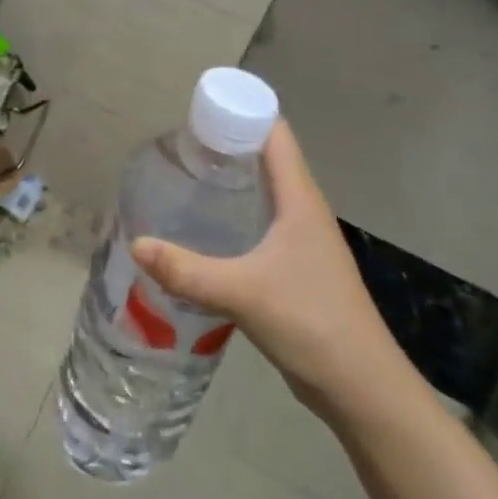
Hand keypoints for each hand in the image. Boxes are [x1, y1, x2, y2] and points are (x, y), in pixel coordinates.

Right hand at [131, 119, 406, 419]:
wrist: (362, 389)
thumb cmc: (312, 323)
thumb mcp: (243, 293)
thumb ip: (187, 270)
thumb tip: (135, 244)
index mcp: (300, 200)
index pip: (274, 134)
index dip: (241, 112)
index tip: (197, 109)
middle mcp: (303, 211)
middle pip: (265, 158)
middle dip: (224, 145)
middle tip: (177, 144)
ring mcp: (301, 241)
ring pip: (262, 193)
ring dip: (229, 181)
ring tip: (183, 178)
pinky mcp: (295, 268)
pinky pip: (259, 224)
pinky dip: (233, 214)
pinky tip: (203, 229)